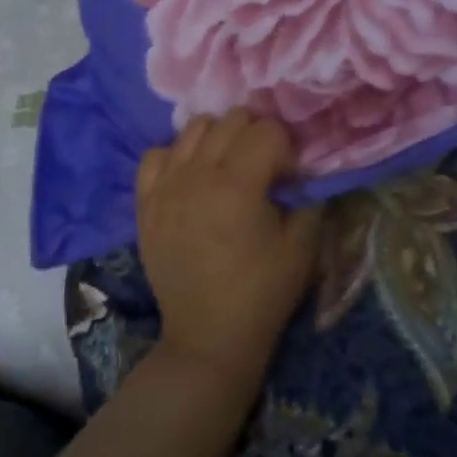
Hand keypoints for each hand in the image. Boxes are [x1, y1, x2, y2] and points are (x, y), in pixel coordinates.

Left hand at [136, 110, 322, 390]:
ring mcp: (165, 186)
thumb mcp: (303, 246)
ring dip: (219, 139)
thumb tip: (304, 175)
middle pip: (232, 119)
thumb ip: (310, 200)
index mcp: (238, 184)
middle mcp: (197, 174)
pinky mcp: (146, 203)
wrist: (208, 337)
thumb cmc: (262, 294)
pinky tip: (192, 178)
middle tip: (265, 168)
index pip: (267, 130)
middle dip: (256, 135)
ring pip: (194, 127)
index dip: (286, 149)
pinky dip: (177, 156)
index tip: (289, 179)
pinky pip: (156, 155)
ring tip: (229, 168)